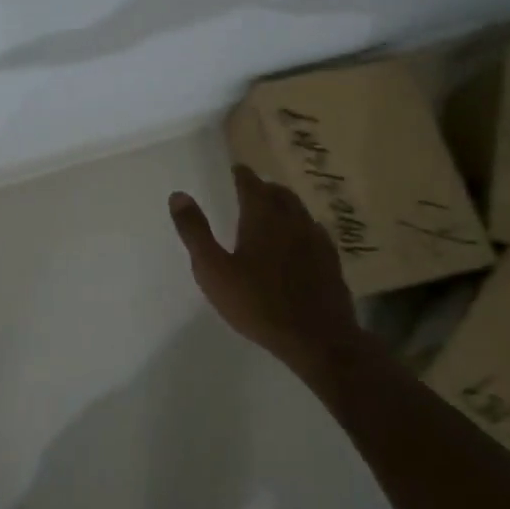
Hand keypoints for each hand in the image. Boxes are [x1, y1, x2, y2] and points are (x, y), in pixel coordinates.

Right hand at [169, 166, 361, 383]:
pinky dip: (303, 227)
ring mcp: (316, 241)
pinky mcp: (331, 262)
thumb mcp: (213, 270)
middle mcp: (292, 220)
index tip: (236, 170)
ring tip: (274, 210)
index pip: (251, 184)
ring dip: (285, 204)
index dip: (242, 175)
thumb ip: (195, 232)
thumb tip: (178, 195)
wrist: (317, 339)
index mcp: (262, 217)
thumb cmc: (257, 303)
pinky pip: (316, 232)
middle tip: (253, 189)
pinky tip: (301, 240)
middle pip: (279, 194)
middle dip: (265, 188)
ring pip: (300, 211)